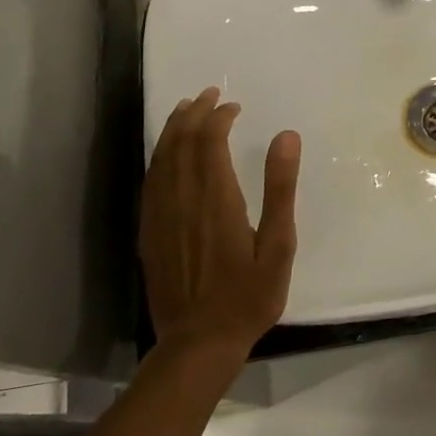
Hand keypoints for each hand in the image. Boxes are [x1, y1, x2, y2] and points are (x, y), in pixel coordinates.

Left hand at [140, 87, 300, 361]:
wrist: (198, 342)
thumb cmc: (248, 295)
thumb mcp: (278, 245)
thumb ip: (280, 189)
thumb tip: (286, 136)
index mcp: (216, 199)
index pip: (210, 141)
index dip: (219, 117)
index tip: (234, 106)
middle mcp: (182, 199)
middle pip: (181, 142)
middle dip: (193, 113)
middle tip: (208, 94)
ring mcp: (160, 215)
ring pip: (161, 158)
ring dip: (173, 129)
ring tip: (185, 109)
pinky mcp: (149, 231)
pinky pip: (150, 181)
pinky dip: (159, 156)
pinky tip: (166, 153)